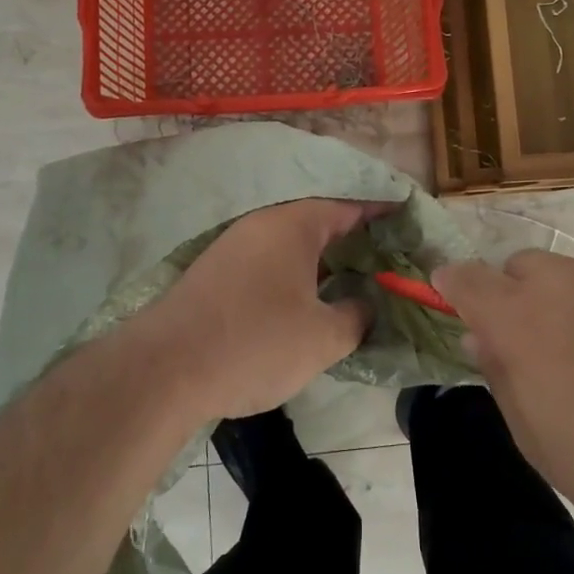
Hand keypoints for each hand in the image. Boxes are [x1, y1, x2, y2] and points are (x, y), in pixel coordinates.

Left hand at [136, 199, 379, 422]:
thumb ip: (356, 315)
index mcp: (295, 224)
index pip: (350, 206)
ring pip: (292, 243)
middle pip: (319, 221)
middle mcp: (264, 223)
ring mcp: (235, 245)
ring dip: (323, 258)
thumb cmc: (256, 342)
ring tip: (354, 280)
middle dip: (354, 238)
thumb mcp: (323, 337)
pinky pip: (270, 260)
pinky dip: (295, 272)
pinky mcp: (216, 272)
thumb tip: (365, 303)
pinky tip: (307, 299)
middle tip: (387, 258)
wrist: (166, 367)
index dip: (381, 212)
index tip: (407, 218)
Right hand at [431, 251, 573, 552]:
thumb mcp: (539, 442)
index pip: (466, 278)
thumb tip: (481, 338)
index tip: (449, 293)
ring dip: (573, 305)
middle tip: (543, 345)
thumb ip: (501, 379)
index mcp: (521, 320)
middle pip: (521, 267)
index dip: (452, 282)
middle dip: (518, 296)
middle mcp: (563, 282)